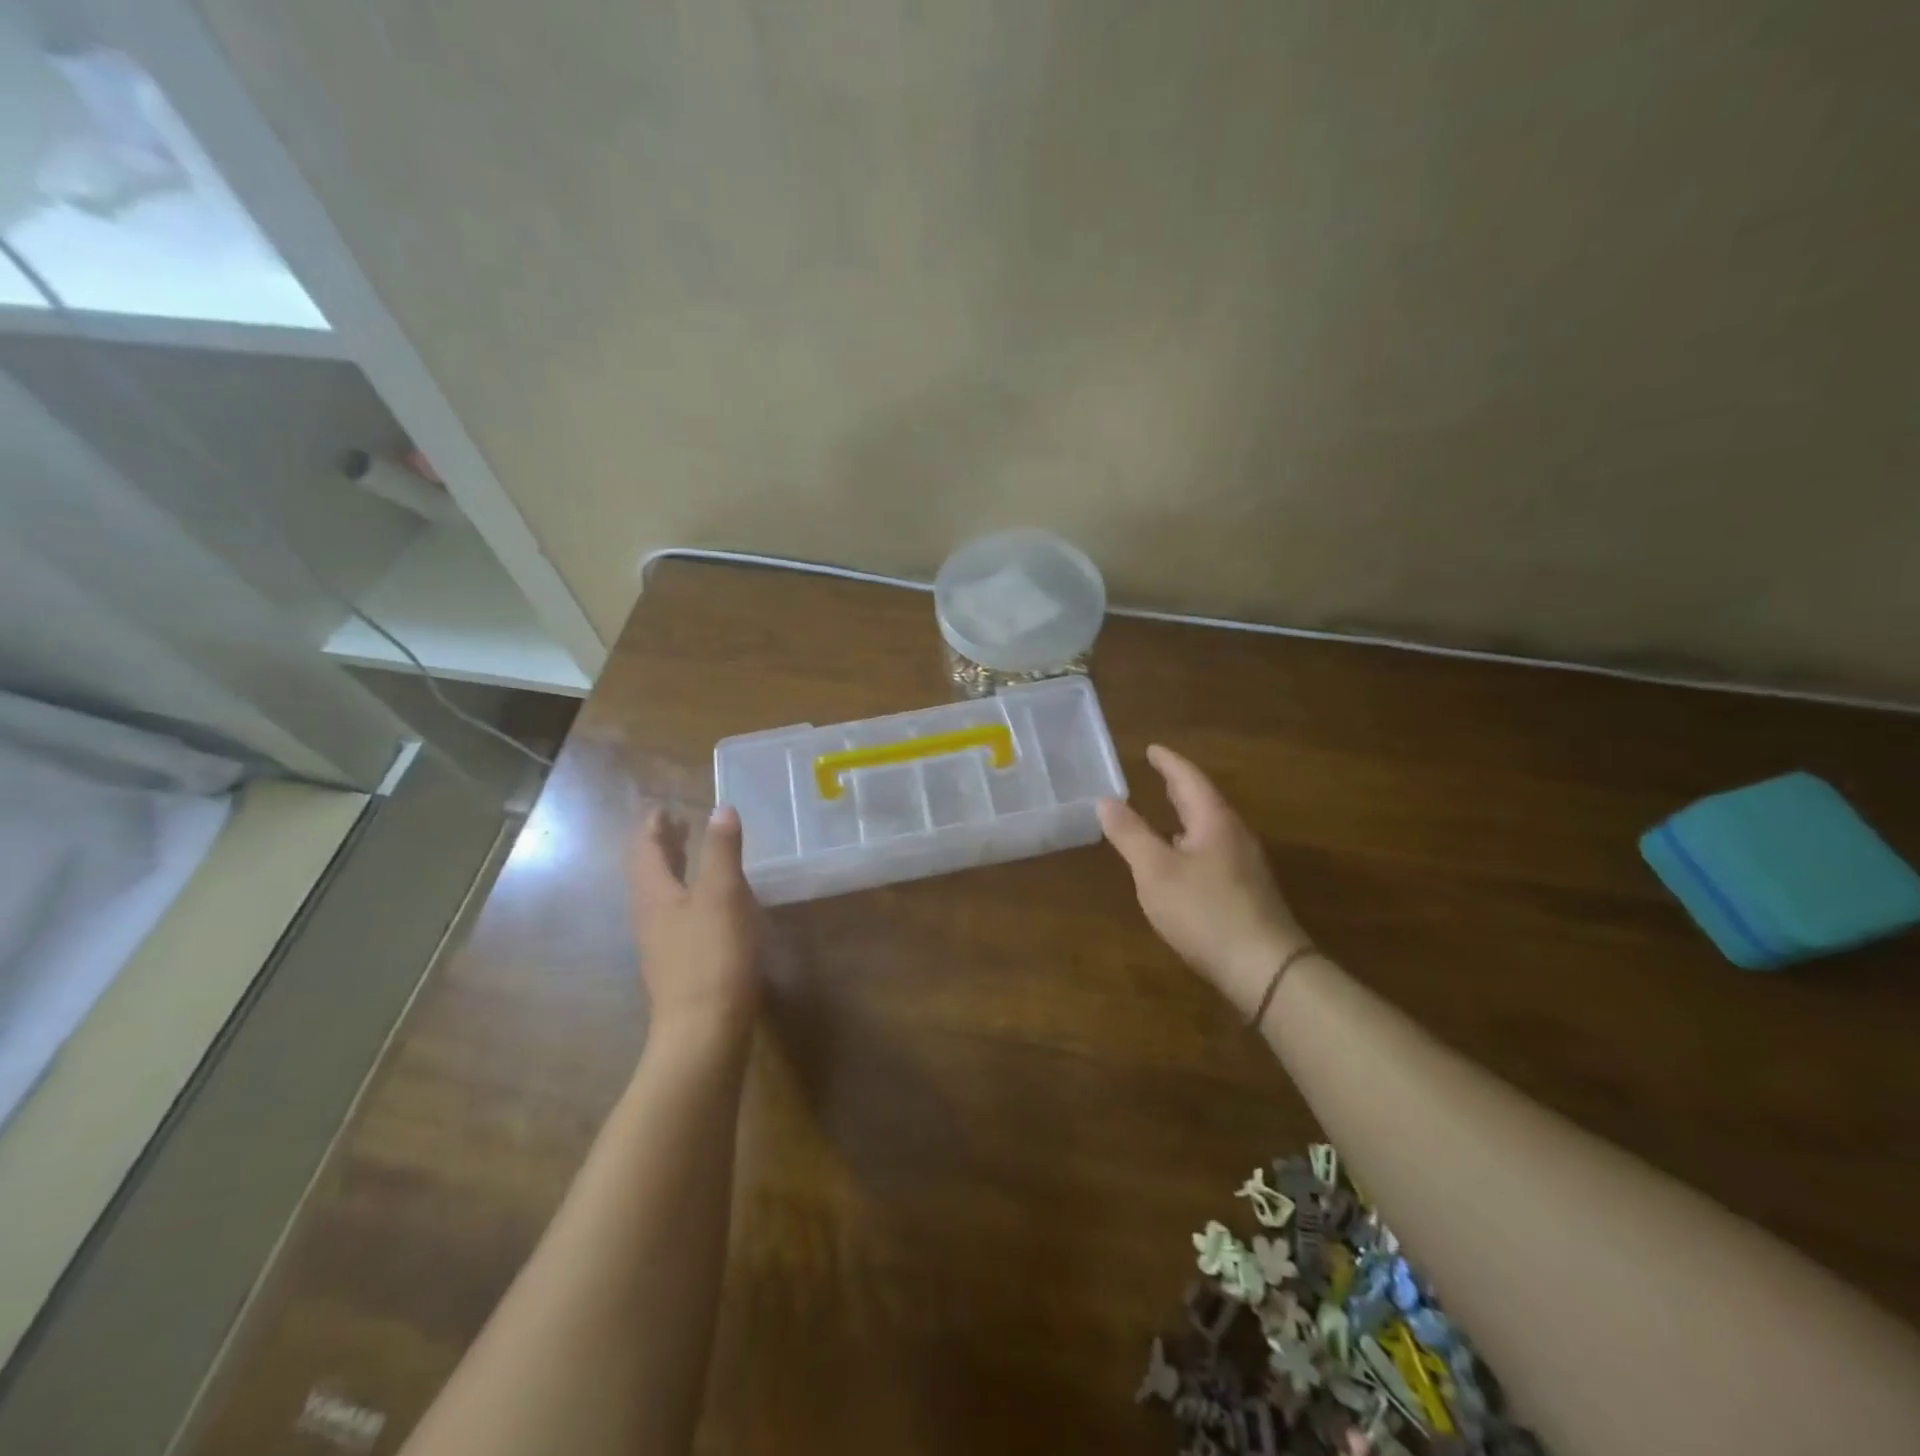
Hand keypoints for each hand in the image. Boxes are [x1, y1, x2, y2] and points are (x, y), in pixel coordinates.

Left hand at [630, 804, 761, 1032]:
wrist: (702, 1032)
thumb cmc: (712, 956)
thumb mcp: (722, 895)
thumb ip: (721, 850)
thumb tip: (721, 808)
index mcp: (654, 895)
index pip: (646, 850)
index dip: (654, 826)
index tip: (663, 807)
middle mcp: (650, 916)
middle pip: (650, 873)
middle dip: (662, 846)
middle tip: (678, 824)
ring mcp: (661, 945)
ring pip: (662, 896)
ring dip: (674, 870)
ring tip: (691, 856)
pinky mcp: (678, 966)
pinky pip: (676, 917)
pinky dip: (687, 896)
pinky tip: (707, 904)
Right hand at [1098, 745, 1308, 1017]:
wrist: (1265, 967)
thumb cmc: (1204, 911)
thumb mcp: (1155, 872)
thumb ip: (1130, 834)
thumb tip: (1105, 800)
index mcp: (1214, 821)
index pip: (1189, 778)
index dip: (1168, 762)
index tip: (1151, 748)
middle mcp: (1235, 835)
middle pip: (1203, 801)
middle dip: (1178, 786)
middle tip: (1157, 773)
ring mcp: (1245, 864)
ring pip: (1210, 828)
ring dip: (1186, 816)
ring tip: (1163, 813)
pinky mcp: (1248, 891)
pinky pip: (1214, 851)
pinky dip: (1192, 842)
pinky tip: (1181, 862)